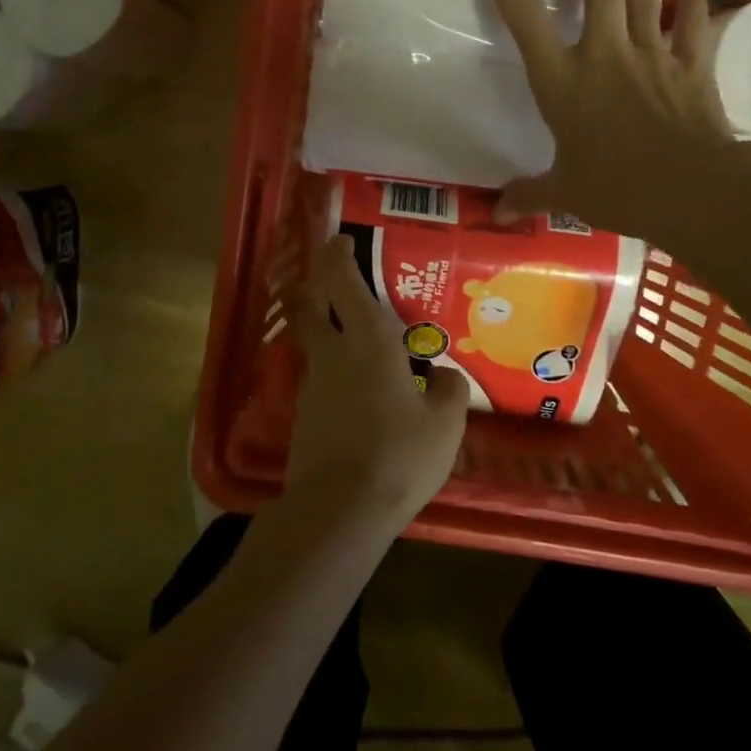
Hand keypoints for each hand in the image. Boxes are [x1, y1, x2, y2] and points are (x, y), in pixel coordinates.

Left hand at [281, 235, 469, 532]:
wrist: (340, 508)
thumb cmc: (399, 453)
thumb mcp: (445, 424)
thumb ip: (447, 391)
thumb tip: (442, 376)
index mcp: (367, 341)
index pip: (342, 281)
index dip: (337, 255)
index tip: (342, 242)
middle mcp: (332, 354)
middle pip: (308, 305)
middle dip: (313, 285)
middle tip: (329, 279)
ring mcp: (312, 386)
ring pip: (314, 345)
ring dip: (327, 335)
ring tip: (362, 350)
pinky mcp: (303, 417)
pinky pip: (320, 382)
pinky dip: (335, 377)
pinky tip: (359, 397)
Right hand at [481, 0, 736, 242]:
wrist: (690, 191)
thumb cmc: (615, 189)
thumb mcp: (564, 193)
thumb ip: (530, 194)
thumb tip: (498, 213)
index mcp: (563, 81)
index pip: (526, 21)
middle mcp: (605, 55)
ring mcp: (652, 56)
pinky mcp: (692, 68)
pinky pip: (691, 27)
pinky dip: (690, 5)